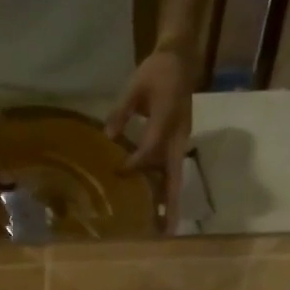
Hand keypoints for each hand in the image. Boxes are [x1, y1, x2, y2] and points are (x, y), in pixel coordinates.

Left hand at [107, 46, 195, 234]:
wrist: (181, 58)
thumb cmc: (156, 70)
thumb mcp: (134, 86)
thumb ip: (121, 111)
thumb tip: (108, 136)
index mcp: (168, 120)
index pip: (151, 149)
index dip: (136, 163)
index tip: (119, 170)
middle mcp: (179, 137)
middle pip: (175, 177)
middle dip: (171, 204)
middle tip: (167, 231)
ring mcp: (180, 142)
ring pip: (174, 177)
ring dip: (170, 202)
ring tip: (164, 227)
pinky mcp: (177, 143)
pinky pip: (170, 169)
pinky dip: (164, 188)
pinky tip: (155, 204)